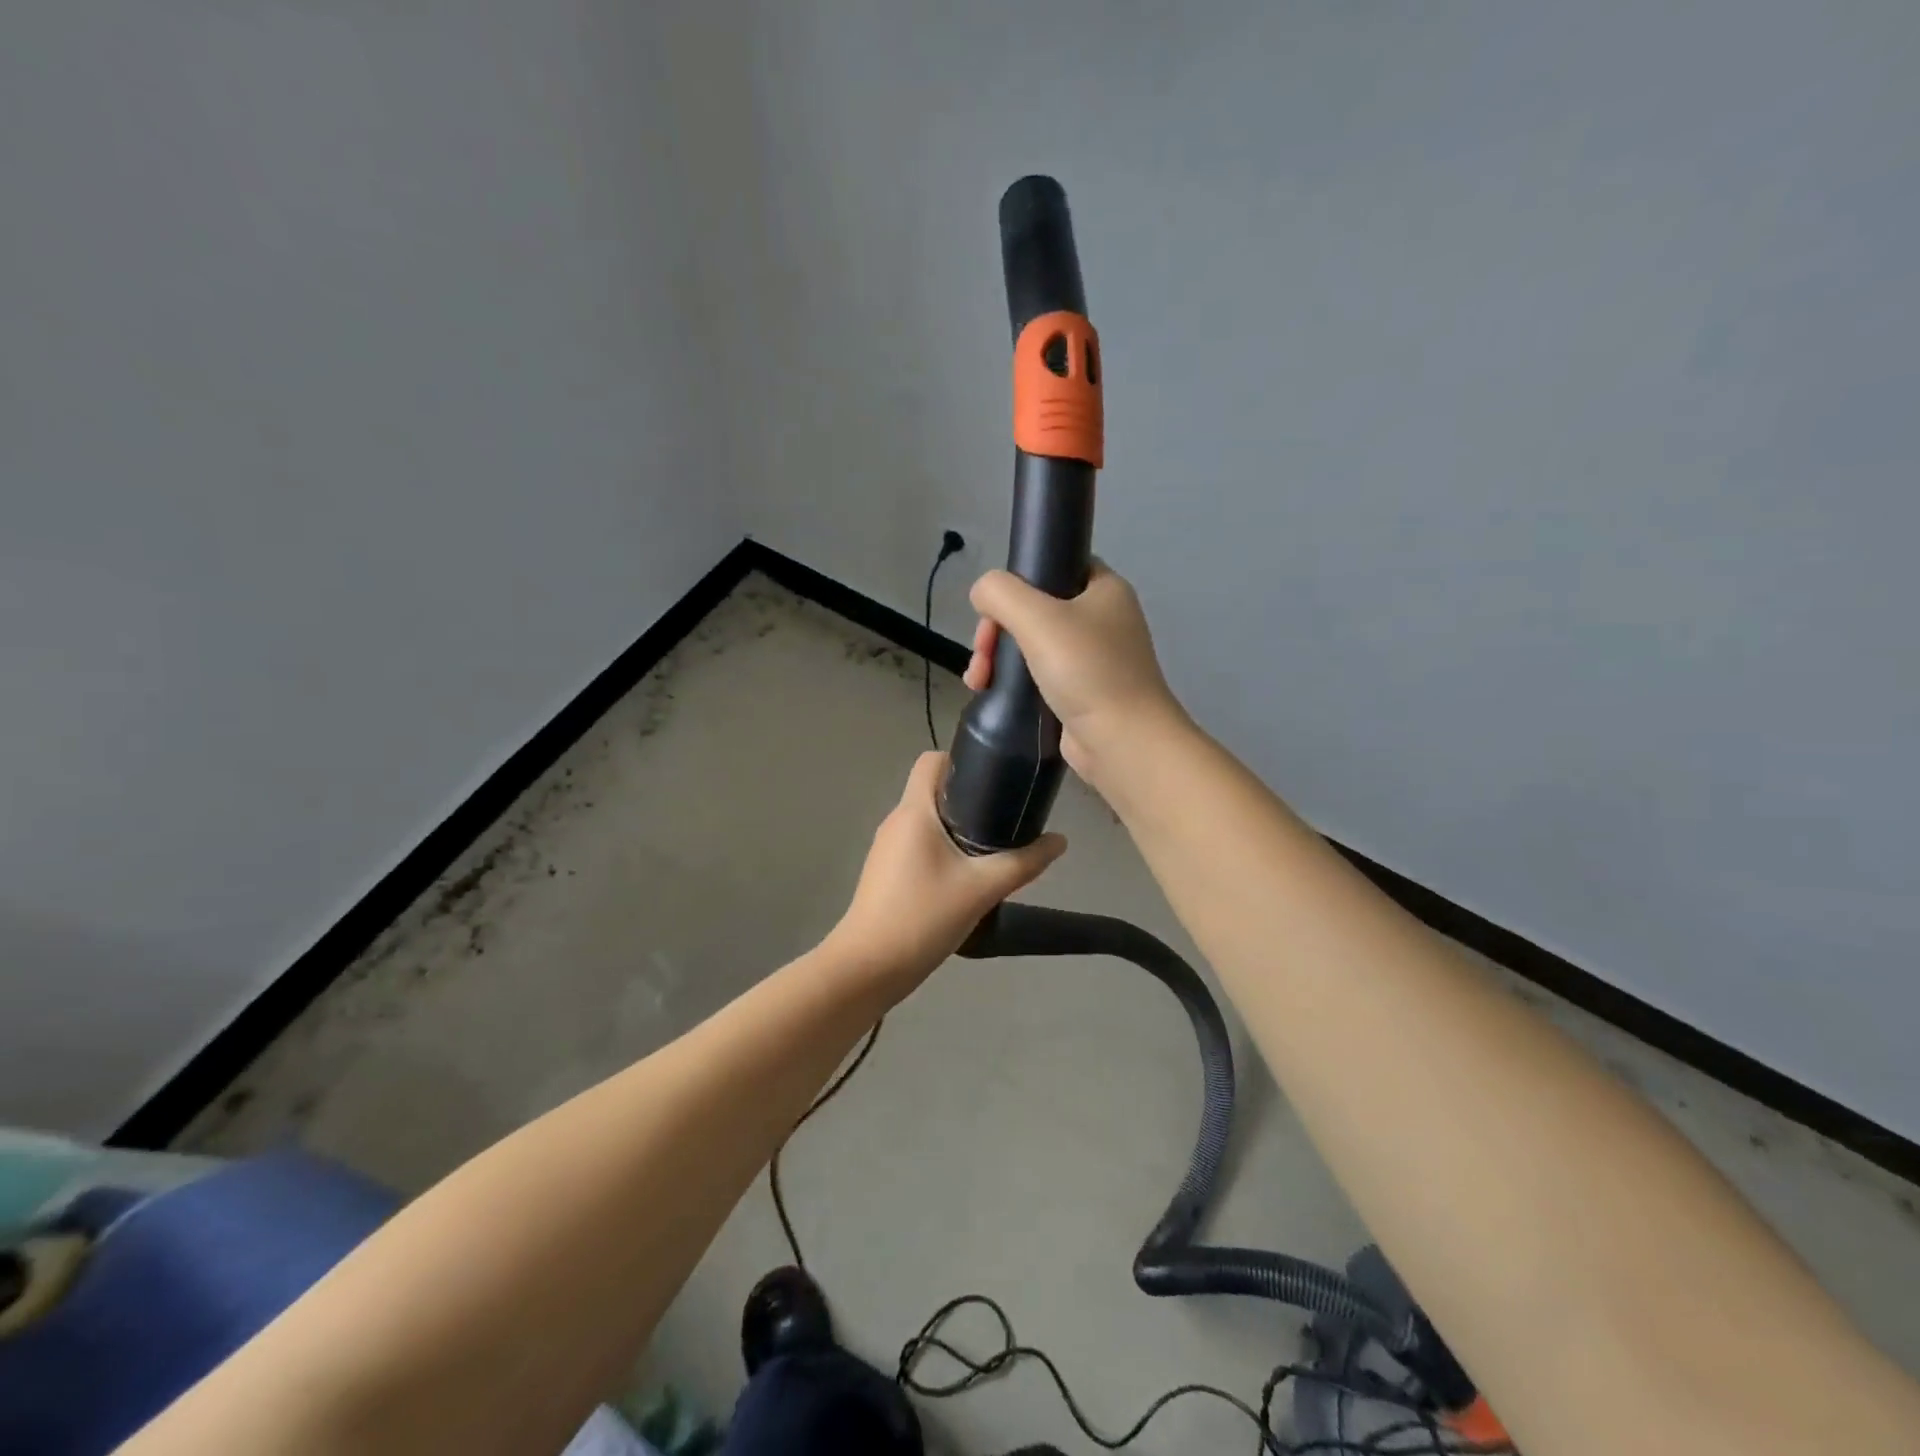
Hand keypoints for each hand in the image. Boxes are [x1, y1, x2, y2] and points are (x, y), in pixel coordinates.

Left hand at [827, 752, 1065, 1000]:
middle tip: (1005, 819)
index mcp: (914, 811)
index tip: (995, 781)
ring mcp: (887, 848)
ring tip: (991, 850)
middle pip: (933, 791)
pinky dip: (942, 850)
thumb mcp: (982, 889)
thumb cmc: (923, 917)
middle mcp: (896, 821)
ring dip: (957, 828)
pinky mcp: (886, 873)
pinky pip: (918, 846)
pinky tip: (965, 878)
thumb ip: (1024, 863)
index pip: (932, 760)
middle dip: (970, 799)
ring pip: (927, 822)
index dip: (963, 762)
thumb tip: (1060, 841)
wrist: (868, 967)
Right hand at [964, 562, 1185, 782]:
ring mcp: (1092, 659)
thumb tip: (981, 593)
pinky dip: (1012, 682)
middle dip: (997, 630)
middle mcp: (1101, 620)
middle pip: (1034, 610)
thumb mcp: (1037, 617)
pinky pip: (1037, 676)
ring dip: (997, 658)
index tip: (993, 611)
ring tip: (978, 681)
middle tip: (982, 655)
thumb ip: (1001, 593)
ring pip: (1031, 645)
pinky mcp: (1080, 693)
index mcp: (1104, 589)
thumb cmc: (1086, 669)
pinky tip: (990, 692)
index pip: (1055, 566)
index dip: (1018, 582)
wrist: (1121, 740)